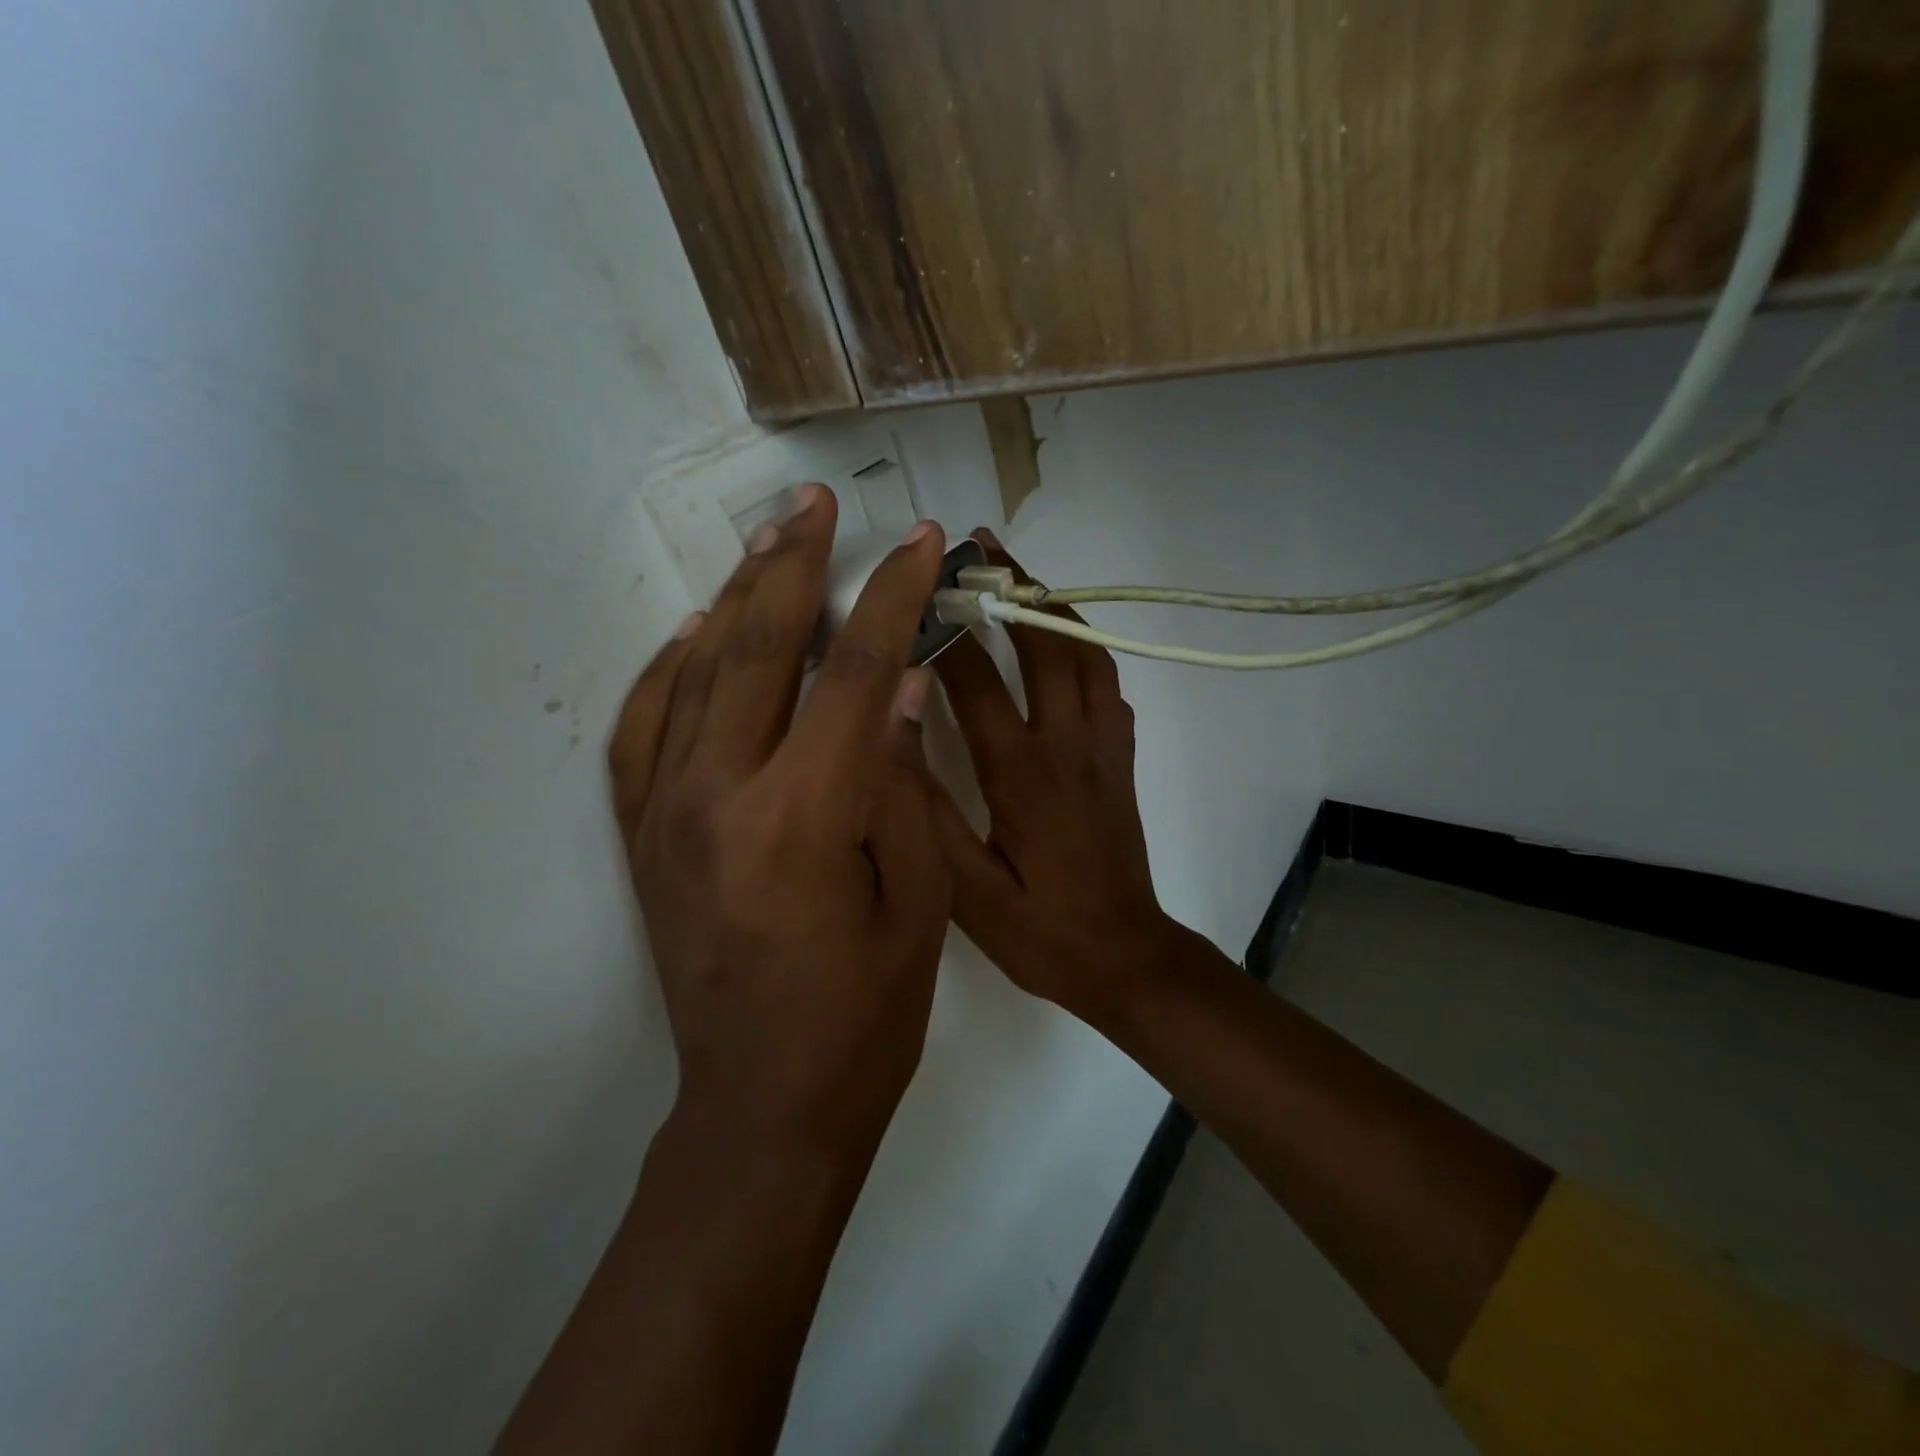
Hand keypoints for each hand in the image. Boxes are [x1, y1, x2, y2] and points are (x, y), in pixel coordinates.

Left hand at [608, 485, 950, 1162]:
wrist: (763, 1106)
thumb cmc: (864, 1016)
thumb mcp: (917, 901)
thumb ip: (904, 784)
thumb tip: (907, 688)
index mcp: (803, 815)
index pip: (857, 672)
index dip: (894, 597)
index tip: (920, 543)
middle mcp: (719, 797)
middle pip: (758, 648)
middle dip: (794, 564)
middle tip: (814, 502)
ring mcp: (667, 814)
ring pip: (694, 674)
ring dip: (736, 600)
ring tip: (767, 544)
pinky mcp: (643, 838)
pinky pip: (643, 730)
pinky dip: (667, 670)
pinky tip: (696, 634)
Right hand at [927, 533, 1201, 1026]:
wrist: (1125, 957)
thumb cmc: (1041, 930)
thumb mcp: (966, 890)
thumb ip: (929, 812)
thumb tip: (893, 737)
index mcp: (1023, 776)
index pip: (977, 684)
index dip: (944, 634)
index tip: (913, 594)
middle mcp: (1069, 746)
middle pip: (1046, 646)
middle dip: (1012, 589)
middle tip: (980, 547)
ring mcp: (1105, 747)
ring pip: (1087, 655)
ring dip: (1054, 607)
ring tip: (1022, 575)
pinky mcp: (1122, 758)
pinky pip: (1109, 683)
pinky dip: (1086, 647)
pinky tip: (1063, 641)